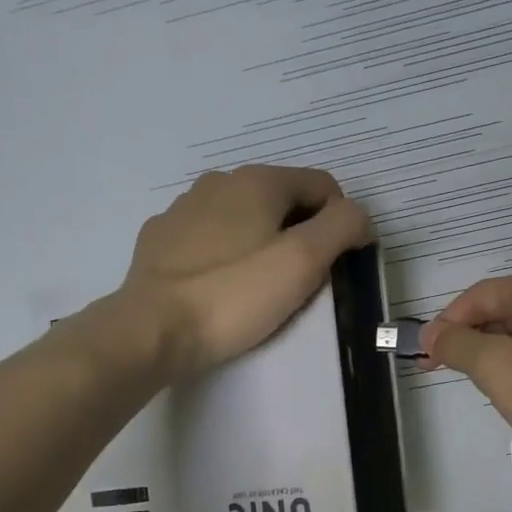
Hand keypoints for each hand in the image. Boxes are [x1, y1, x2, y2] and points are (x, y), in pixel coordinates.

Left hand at [115, 165, 370, 374]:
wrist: (152, 330)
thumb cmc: (236, 295)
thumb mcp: (304, 261)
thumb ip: (342, 227)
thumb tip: (358, 216)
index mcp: (258, 181)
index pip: (324, 187)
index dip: (341, 223)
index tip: (336, 266)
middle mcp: (219, 181)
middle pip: (285, 200)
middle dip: (303, 234)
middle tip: (301, 282)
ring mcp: (184, 208)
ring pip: (247, 217)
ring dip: (265, 242)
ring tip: (262, 286)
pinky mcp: (162, 239)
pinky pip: (212, 237)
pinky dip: (229, 253)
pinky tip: (224, 285)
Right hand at [420, 268, 511, 494]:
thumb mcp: (497, 369)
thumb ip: (458, 345)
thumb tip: (432, 333)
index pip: (476, 297)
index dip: (445, 326)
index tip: (422, 358)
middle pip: (504, 311)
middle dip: (473, 342)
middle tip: (450, 376)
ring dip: (501, 357)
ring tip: (489, 391)